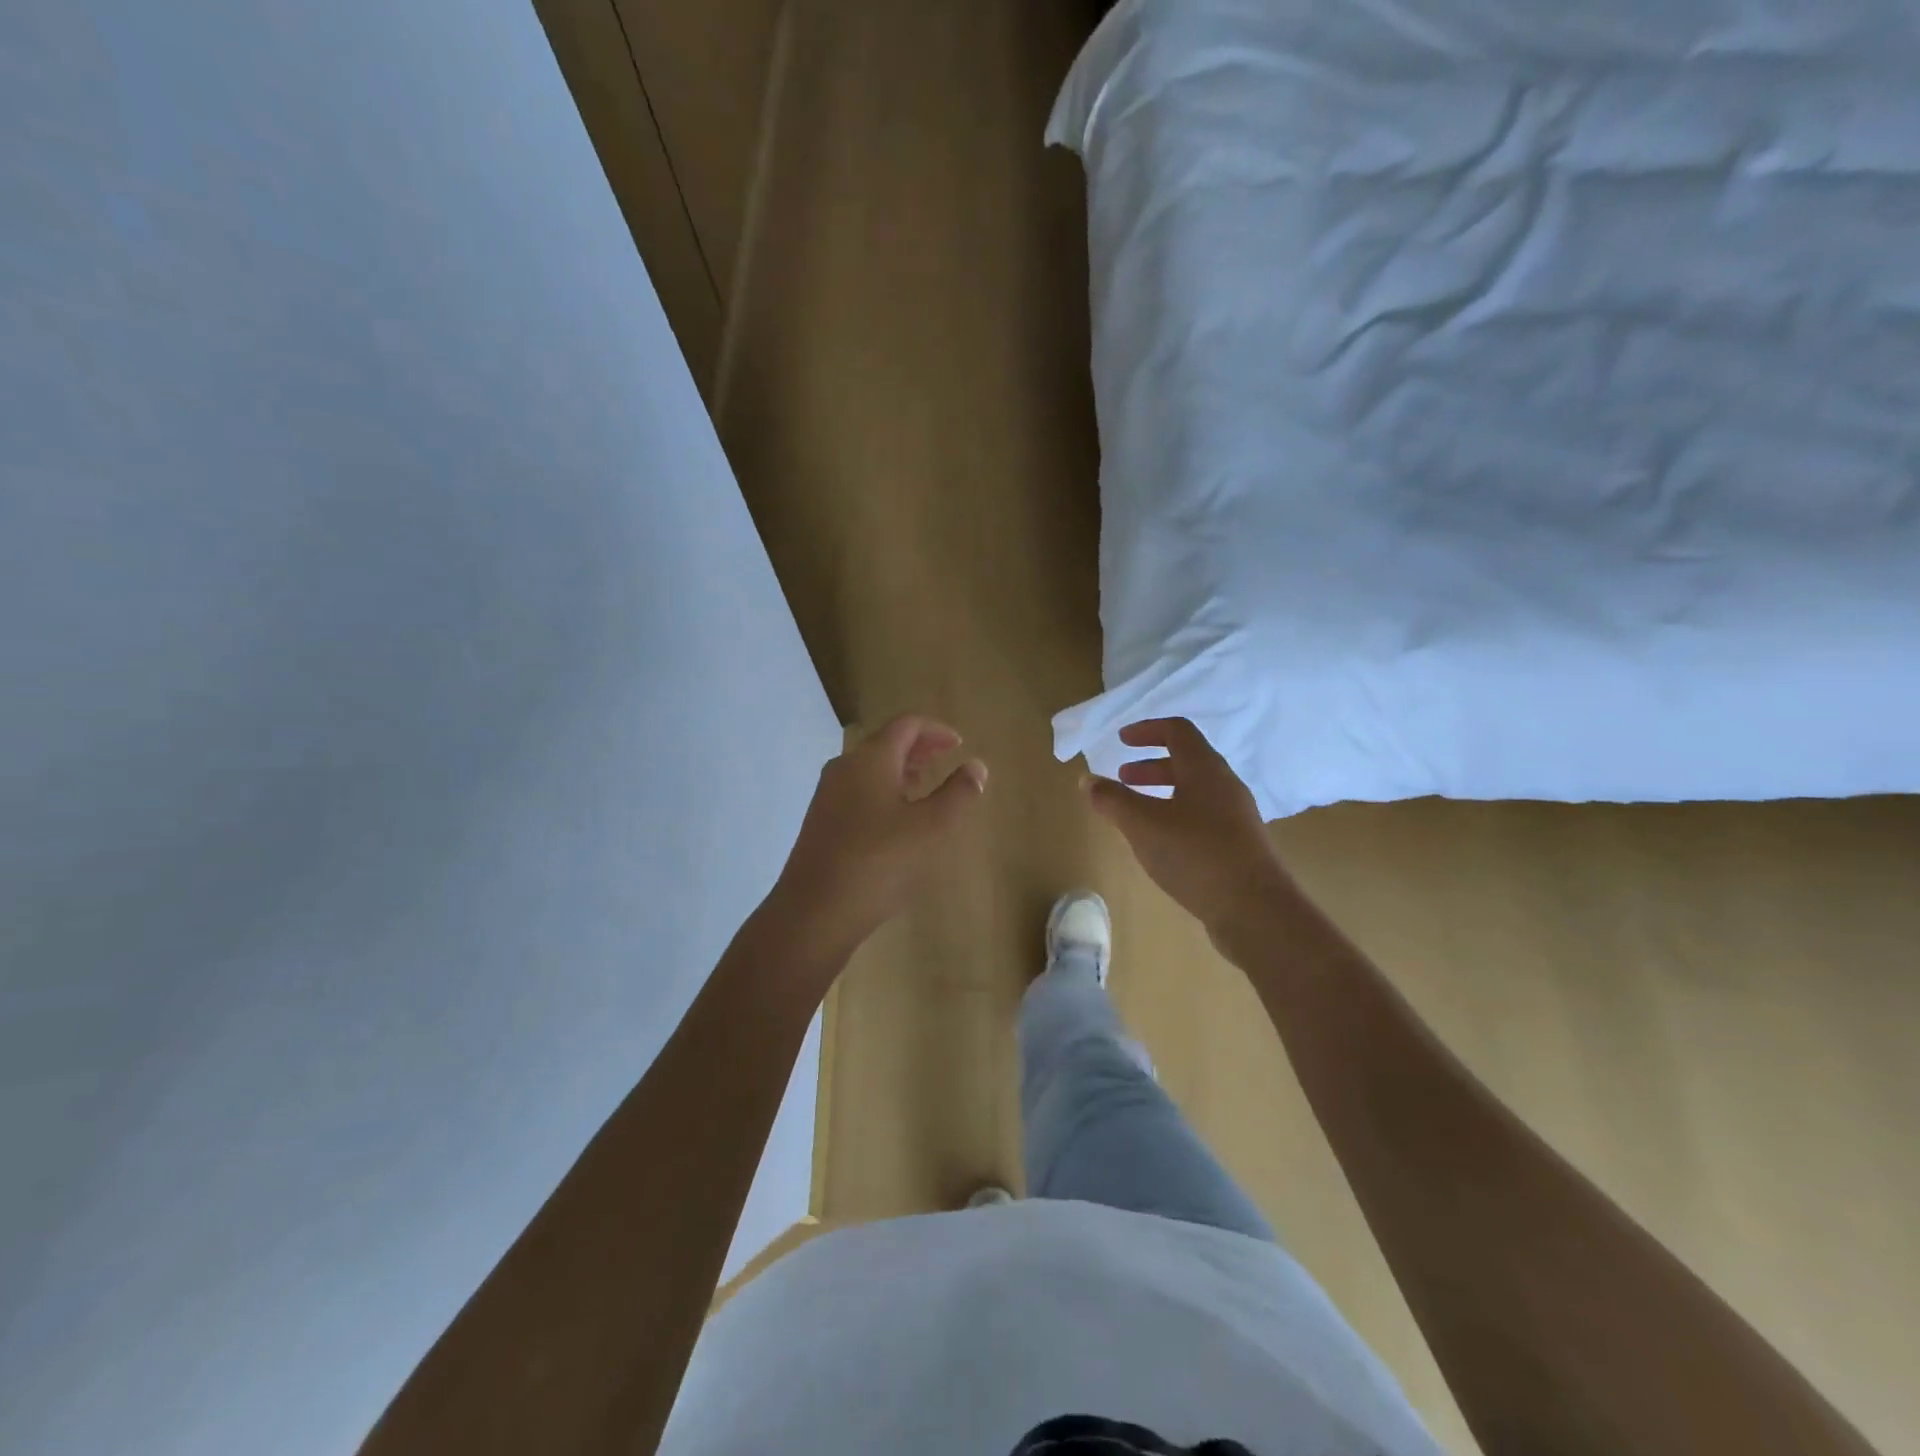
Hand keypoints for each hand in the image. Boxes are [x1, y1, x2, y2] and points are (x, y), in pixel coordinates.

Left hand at [767, 714, 986, 965]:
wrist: (815, 911)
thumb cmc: (880, 862)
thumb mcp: (932, 828)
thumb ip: (959, 793)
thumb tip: (976, 766)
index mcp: (870, 759)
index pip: (906, 725)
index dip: (936, 730)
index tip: (959, 745)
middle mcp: (844, 768)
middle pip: (885, 743)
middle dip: (918, 748)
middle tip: (945, 759)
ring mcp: (827, 796)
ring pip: (869, 769)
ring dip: (900, 770)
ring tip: (925, 785)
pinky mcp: (820, 823)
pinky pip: (857, 791)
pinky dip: (883, 790)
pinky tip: (896, 819)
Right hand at [1084, 717, 1290, 959]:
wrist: (1256, 908)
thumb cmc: (1195, 854)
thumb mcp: (1142, 824)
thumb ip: (1112, 799)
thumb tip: (1087, 779)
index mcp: (1204, 769)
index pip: (1177, 731)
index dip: (1147, 730)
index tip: (1121, 740)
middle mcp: (1225, 785)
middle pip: (1187, 760)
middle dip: (1151, 765)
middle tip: (1123, 777)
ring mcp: (1236, 816)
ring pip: (1195, 791)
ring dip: (1163, 792)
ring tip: (1136, 812)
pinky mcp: (1240, 845)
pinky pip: (1203, 816)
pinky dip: (1176, 815)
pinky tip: (1162, 843)